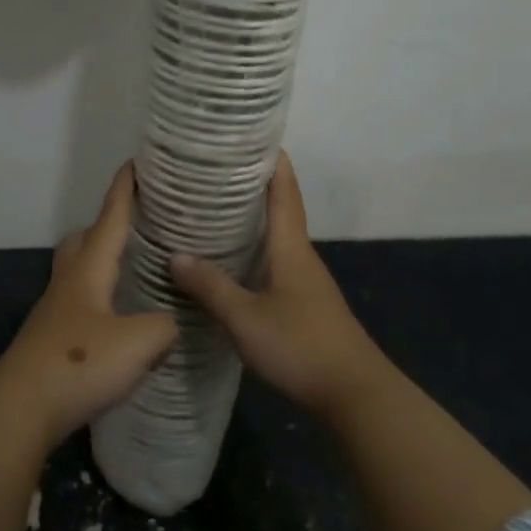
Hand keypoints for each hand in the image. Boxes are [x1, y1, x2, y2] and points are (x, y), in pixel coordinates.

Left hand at [0, 164, 177, 447]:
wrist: (20, 409)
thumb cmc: (79, 364)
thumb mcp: (139, 343)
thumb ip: (164, 327)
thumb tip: (170, 324)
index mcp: (89, 269)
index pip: (110, 217)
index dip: (124, 190)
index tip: (135, 163)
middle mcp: (69, 282)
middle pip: (85, 240)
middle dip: (108, 225)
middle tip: (138, 226)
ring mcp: (55, 311)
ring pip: (79, 271)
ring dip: (102, 263)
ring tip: (132, 272)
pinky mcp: (52, 339)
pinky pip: (79, 303)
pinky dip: (100, 298)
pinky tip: (117, 321)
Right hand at [171, 152, 380, 417]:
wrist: (355, 395)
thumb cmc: (300, 346)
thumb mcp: (245, 318)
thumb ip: (211, 287)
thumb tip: (176, 254)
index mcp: (290, 247)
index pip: (284, 190)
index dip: (272, 160)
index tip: (251, 136)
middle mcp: (301, 256)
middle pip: (280, 208)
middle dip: (252, 185)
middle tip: (215, 170)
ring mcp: (306, 281)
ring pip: (277, 238)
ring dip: (252, 219)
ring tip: (214, 210)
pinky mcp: (305, 304)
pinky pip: (276, 263)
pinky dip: (255, 250)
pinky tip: (232, 262)